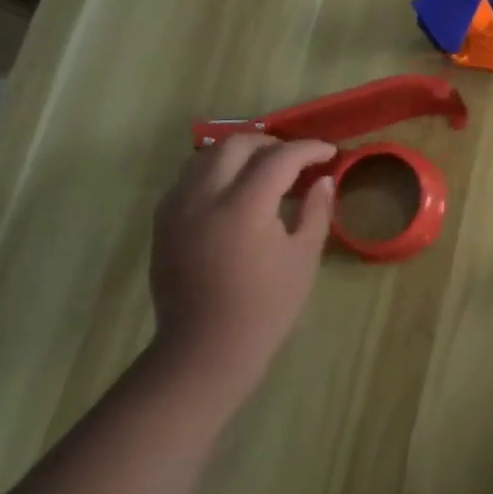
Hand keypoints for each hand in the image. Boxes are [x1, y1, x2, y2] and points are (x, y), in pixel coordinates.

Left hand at [147, 136, 335, 411]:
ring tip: (265, 170)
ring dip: (241, 153)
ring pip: (207, 155)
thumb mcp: (304, 257)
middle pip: (237, 144)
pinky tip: (235, 191)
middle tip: (297, 160)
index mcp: (244, 207)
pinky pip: (189, 178)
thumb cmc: (266, 306)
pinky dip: (216, 171)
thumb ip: (316, 210)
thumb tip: (323, 180)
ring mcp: (177, 209)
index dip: (309, 149)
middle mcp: (204, 198)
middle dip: (272, 144)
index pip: (279, 157)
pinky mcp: (163, 222)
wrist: (206, 349)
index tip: (329, 154)